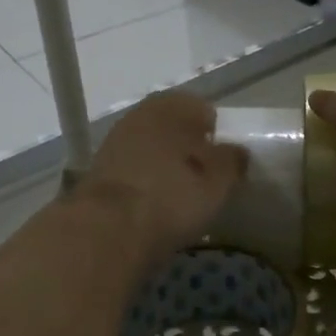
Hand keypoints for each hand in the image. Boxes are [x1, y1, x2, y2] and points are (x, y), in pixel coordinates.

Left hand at [77, 92, 248, 269]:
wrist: (108, 229)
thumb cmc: (172, 196)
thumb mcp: (218, 182)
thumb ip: (232, 162)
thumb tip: (237, 152)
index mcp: (171, 106)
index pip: (203, 110)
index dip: (217, 134)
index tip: (225, 161)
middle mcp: (140, 115)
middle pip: (173, 128)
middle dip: (189, 149)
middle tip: (205, 178)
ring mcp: (114, 142)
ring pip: (151, 149)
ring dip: (165, 166)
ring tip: (181, 195)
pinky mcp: (99, 172)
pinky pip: (134, 171)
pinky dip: (146, 183)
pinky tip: (156, 205)